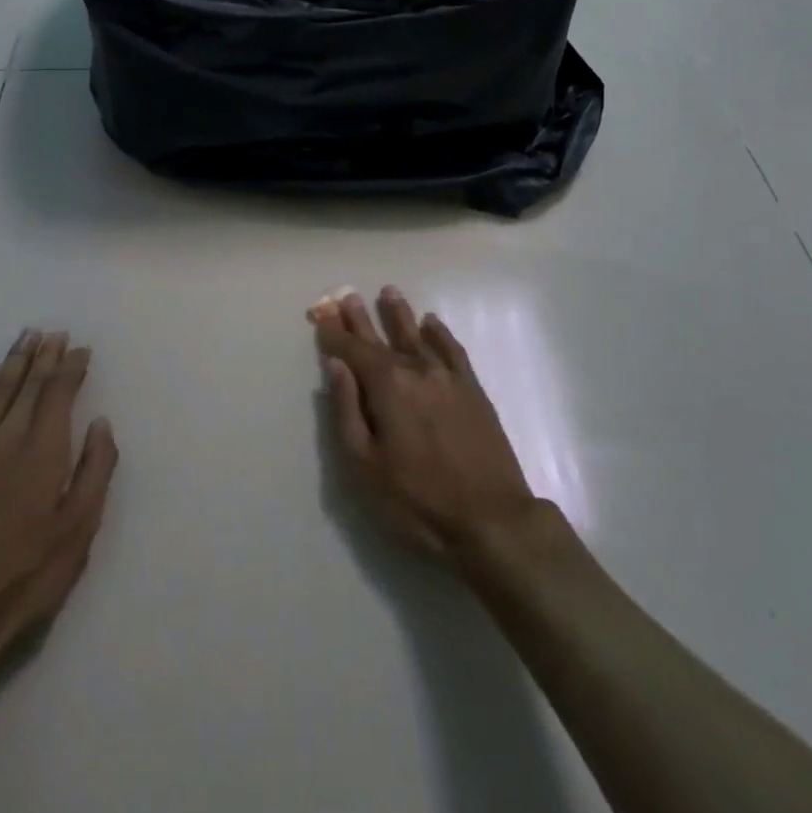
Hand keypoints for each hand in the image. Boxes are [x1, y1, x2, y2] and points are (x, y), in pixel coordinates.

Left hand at [0, 330, 117, 680]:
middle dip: (42, 356)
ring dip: (12, 363)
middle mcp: (3, 440)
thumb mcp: (77, 532)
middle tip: (53, 332)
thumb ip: (95, 471)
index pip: (58, 392)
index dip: (71, 367)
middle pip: (26, 385)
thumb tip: (100, 424)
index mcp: (41, 452)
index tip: (81, 349)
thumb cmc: (23, 579)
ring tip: (24, 339)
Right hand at [313, 289, 535, 558]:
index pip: (353, 351)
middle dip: (362, 319)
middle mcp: (416, 370)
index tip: (320, 314)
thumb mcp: (365, 465)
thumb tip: (336, 365)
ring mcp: (448, 378)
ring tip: (388, 292)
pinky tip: (432, 323)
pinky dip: (440, 334)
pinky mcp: (473, 390)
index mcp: (387, 387)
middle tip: (347, 296)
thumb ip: (347, 410)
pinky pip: (453, 350)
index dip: (334, 333)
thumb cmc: (417, 500)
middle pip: (382, 338)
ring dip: (400, 315)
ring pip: (418, 336)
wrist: (491, 519)